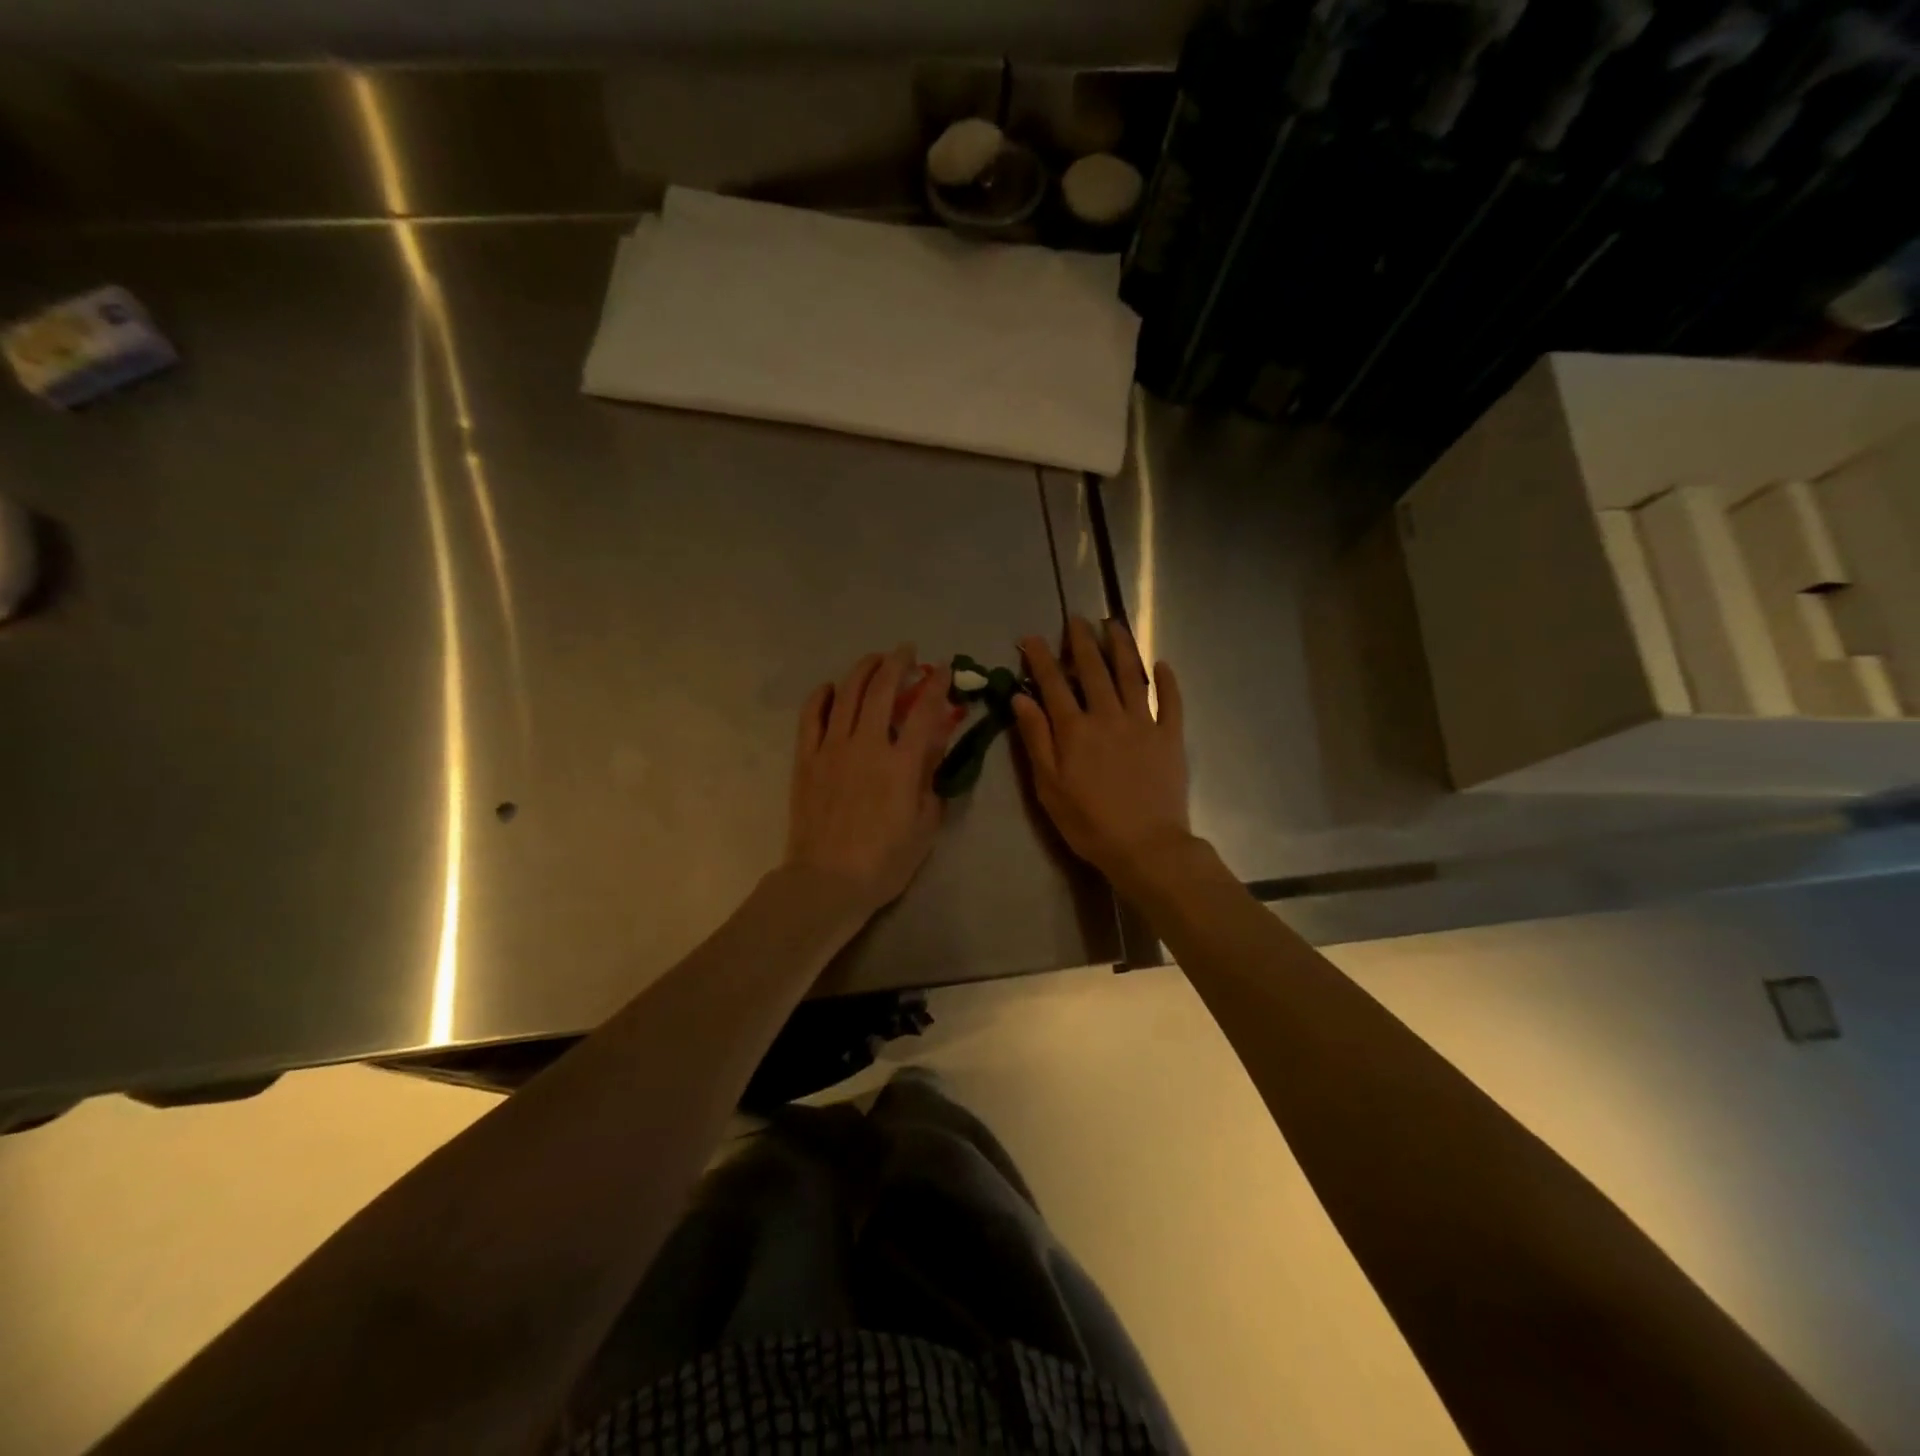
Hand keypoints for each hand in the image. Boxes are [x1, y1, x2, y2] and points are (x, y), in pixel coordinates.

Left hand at [784, 645, 959, 919]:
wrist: (827, 881)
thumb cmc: (885, 861)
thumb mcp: (925, 825)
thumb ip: (931, 781)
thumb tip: (933, 747)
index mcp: (902, 763)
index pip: (924, 711)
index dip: (936, 684)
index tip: (944, 668)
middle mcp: (867, 744)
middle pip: (882, 690)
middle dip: (897, 663)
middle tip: (907, 651)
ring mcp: (832, 748)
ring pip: (846, 694)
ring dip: (863, 670)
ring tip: (874, 659)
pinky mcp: (806, 759)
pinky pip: (811, 717)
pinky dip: (820, 696)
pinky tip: (829, 687)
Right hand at [1012, 618, 1190, 888]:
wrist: (1145, 846)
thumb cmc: (1088, 822)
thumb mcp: (1048, 786)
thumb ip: (1036, 739)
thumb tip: (1021, 698)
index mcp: (1075, 729)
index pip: (1053, 684)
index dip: (1040, 658)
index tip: (1032, 637)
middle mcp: (1108, 716)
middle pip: (1093, 670)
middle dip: (1082, 642)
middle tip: (1076, 619)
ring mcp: (1143, 723)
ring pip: (1132, 675)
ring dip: (1122, 647)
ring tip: (1114, 625)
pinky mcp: (1170, 737)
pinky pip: (1170, 701)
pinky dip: (1167, 681)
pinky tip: (1162, 664)